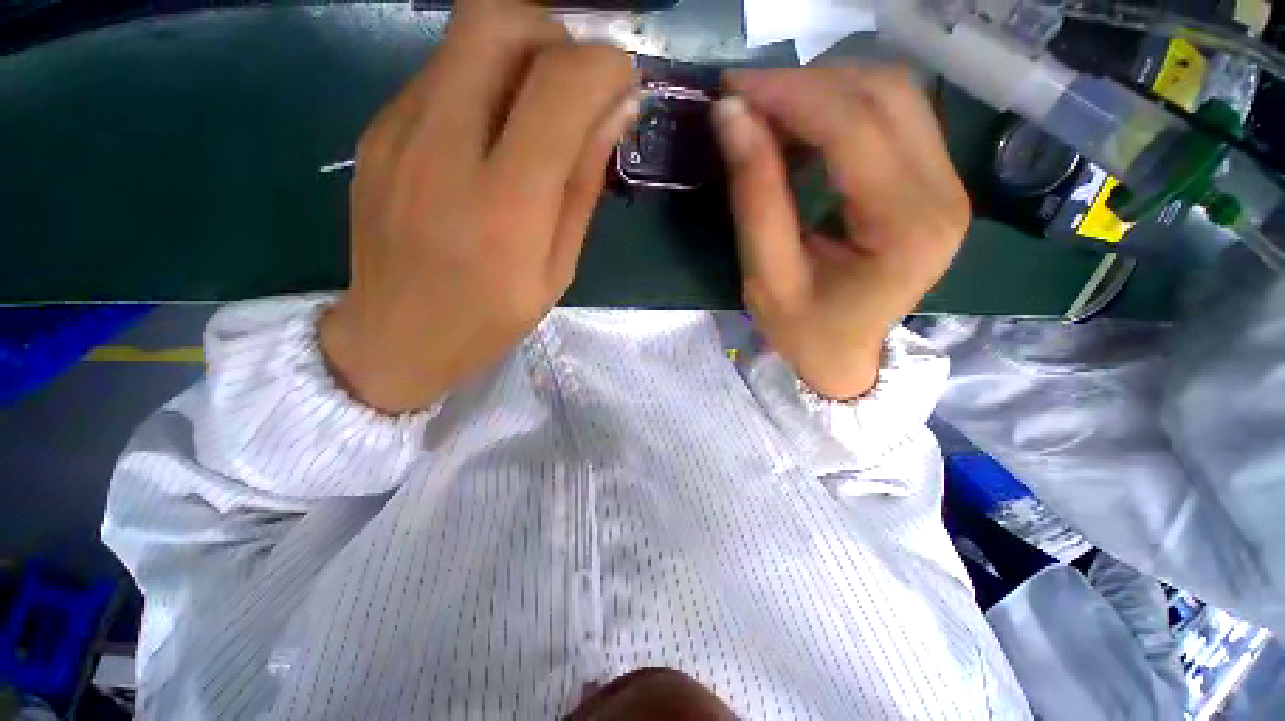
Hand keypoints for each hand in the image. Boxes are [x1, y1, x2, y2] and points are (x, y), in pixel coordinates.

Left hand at [321, 0, 636, 413]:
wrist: (395, 336)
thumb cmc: (490, 317)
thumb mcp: (557, 269)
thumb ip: (583, 187)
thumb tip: (617, 113)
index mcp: (505, 204)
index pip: (559, 87)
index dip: (604, 66)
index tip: (623, 83)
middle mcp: (444, 148)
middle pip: (497, 20)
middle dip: (554, 33)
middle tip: (575, 83)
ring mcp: (399, 131)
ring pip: (465, 36)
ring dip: (519, 54)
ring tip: (538, 111)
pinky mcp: (378, 130)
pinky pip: (441, 73)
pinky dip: (483, 82)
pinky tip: (491, 134)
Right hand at [713, 67, 969, 399]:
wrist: (845, 357)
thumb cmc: (804, 331)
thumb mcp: (766, 277)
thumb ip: (754, 196)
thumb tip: (731, 118)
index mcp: (905, 228)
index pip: (854, 127)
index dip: (790, 95)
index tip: (733, 90)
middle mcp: (944, 194)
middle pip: (884, 94)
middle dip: (806, 84)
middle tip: (747, 102)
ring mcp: (947, 184)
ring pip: (892, 95)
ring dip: (824, 92)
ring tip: (770, 116)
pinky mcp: (934, 182)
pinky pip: (893, 117)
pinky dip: (840, 110)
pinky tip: (802, 131)